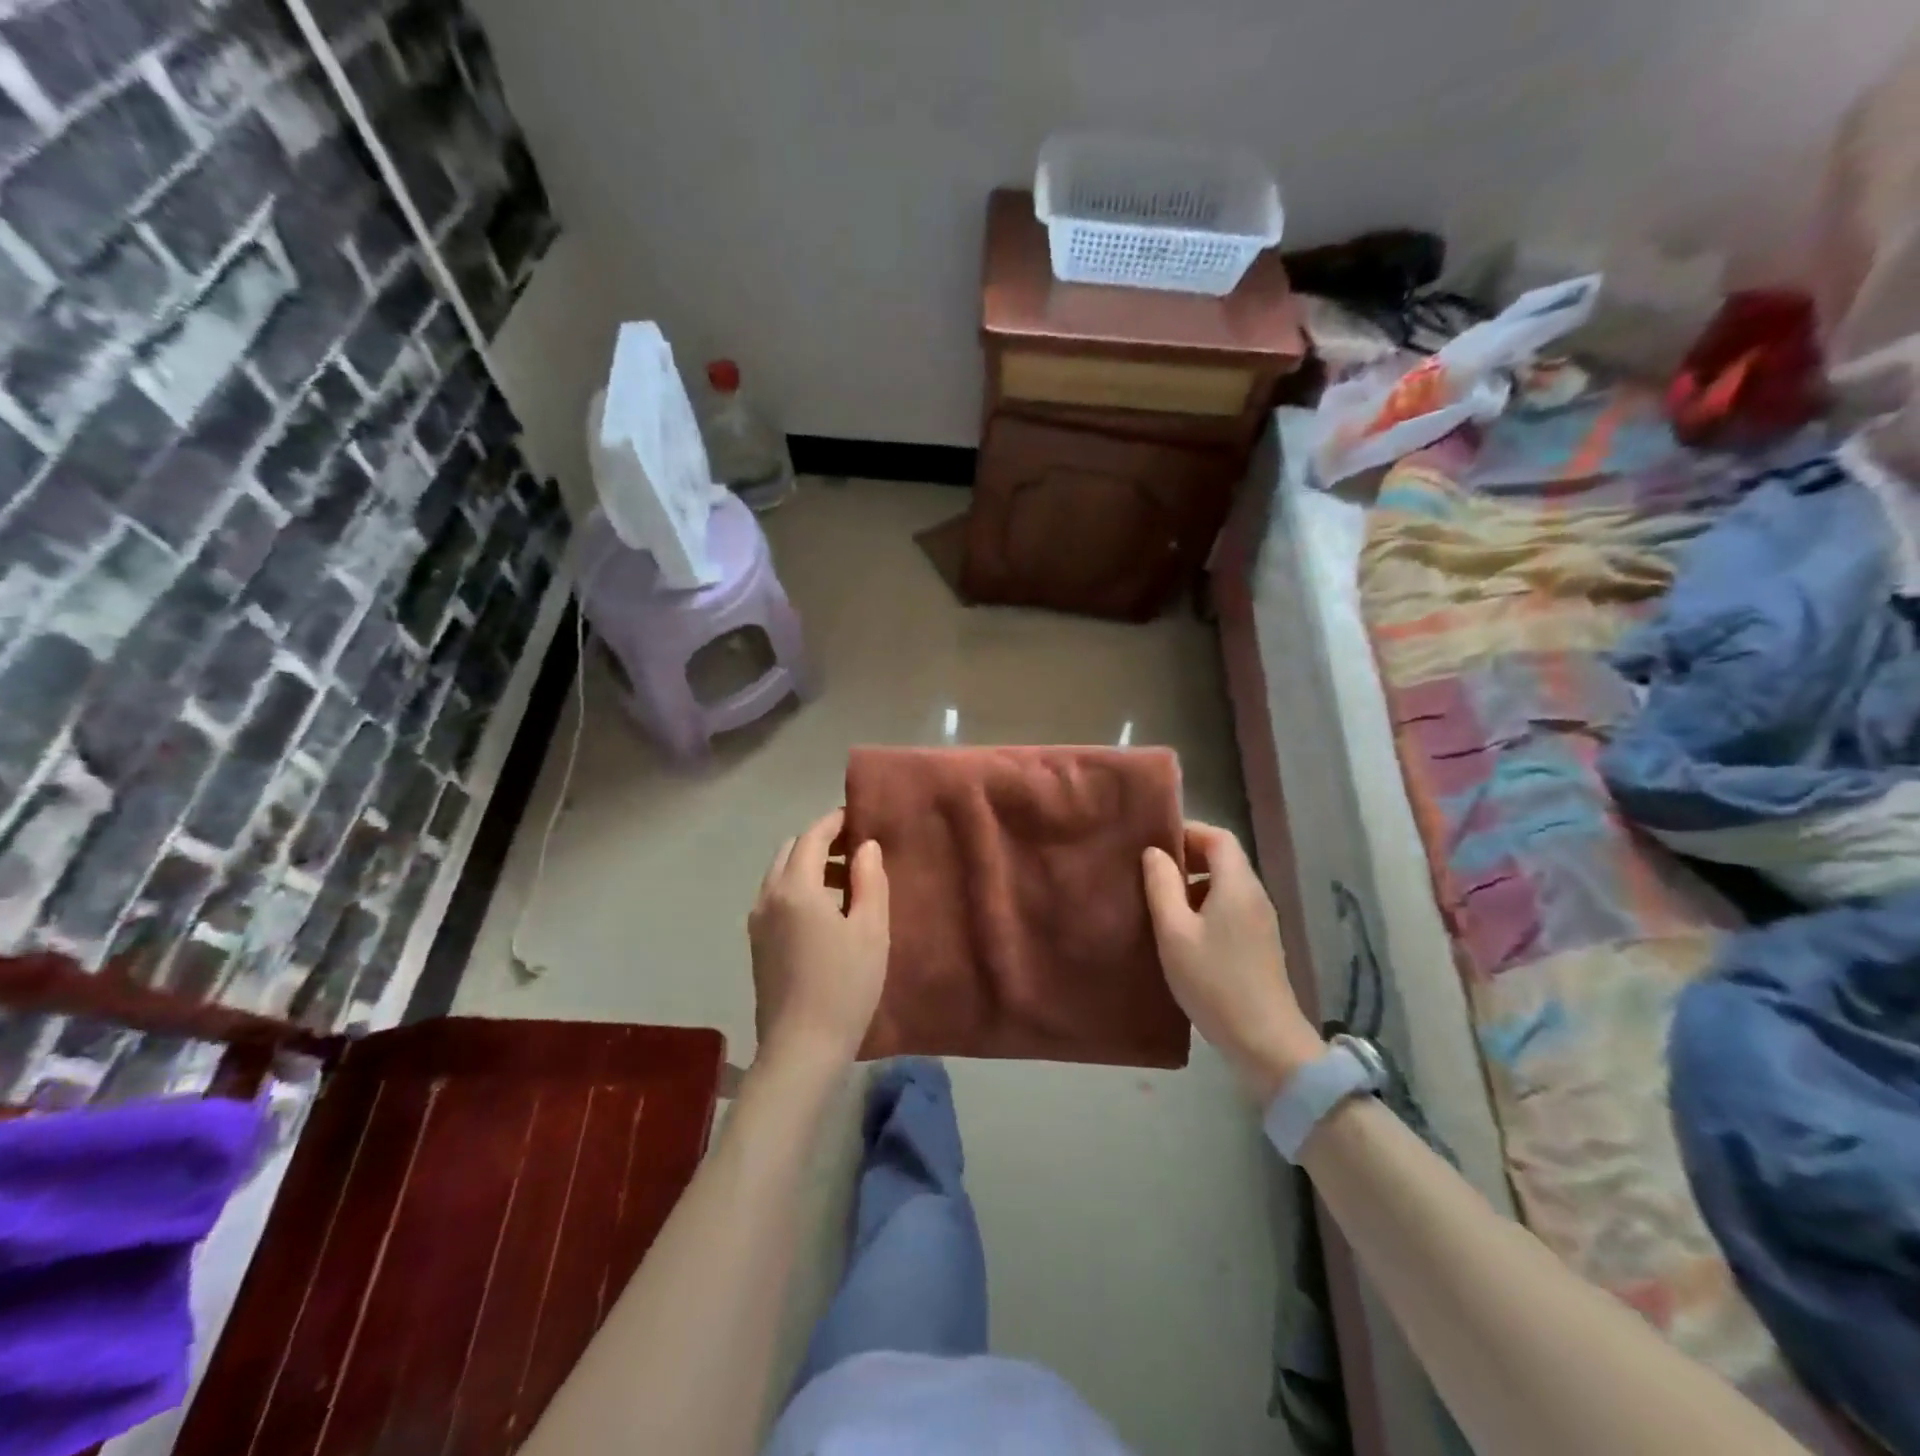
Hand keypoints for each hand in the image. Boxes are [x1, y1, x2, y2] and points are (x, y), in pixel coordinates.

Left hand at [749, 809, 889, 1071]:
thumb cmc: (845, 986)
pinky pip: (775, 897)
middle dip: (820, 842)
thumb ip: (869, 880)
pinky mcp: (756, 944)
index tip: (858, 817)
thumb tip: (864, 846)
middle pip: (791, 851)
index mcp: (796, 887)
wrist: (802, 1048)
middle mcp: (768, 896)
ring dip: (808, 866)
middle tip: (854, 850)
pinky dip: (798, 888)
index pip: (812, 836)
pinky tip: (824, 912)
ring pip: (780, 875)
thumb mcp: (871, 930)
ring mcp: (757, 921)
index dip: (835, 822)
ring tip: (845, 882)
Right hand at [1142, 822, 1323, 1101]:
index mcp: (1237, 885)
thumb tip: (1154, 853)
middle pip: (1224, 858)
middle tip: (1151, 871)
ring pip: (1226, 884)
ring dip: (1194, 884)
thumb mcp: (1174, 932)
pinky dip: (1206, 905)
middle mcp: (1255, 894)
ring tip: (1161, 902)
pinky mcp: (1261, 943)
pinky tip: (1183, 932)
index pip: (1218, 836)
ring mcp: (1262, 920)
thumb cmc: (1214, 981)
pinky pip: (1231, 907)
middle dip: (1188, 857)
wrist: (1265, 1041)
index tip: (1155, 843)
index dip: (1187, 832)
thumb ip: (1161, 886)